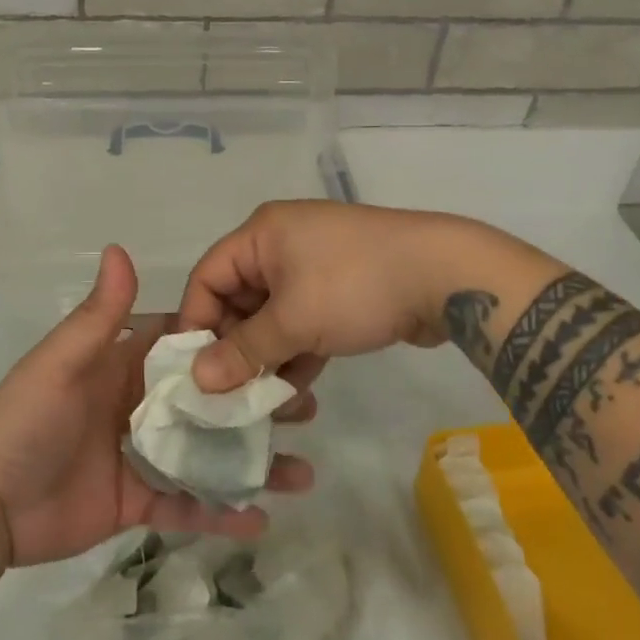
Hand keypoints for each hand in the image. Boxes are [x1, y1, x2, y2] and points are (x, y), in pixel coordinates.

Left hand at [0, 245, 313, 568]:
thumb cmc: (25, 420)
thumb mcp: (61, 361)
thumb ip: (99, 315)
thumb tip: (120, 248)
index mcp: (128, 365)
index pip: (191, 346)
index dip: (232, 342)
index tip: (279, 339)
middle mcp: (143, 405)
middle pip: (212, 400)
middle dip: (256, 402)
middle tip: (306, 405)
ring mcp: (145, 455)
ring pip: (210, 453)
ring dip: (253, 460)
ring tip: (304, 472)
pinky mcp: (140, 500)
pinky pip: (189, 504)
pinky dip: (223, 512)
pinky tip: (263, 518)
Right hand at [178, 201, 497, 393]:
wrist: (445, 276)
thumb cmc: (356, 286)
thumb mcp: (293, 321)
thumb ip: (243, 351)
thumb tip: (197, 380)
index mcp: (261, 235)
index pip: (208, 278)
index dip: (196, 324)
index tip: (194, 373)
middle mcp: (281, 244)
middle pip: (239, 300)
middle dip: (236, 349)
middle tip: (231, 396)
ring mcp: (314, 266)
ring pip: (272, 317)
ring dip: (268, 358)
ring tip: (264, 403)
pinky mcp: (340, 288)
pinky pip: (303, 321)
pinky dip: (297, 351)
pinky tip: (296, 391)